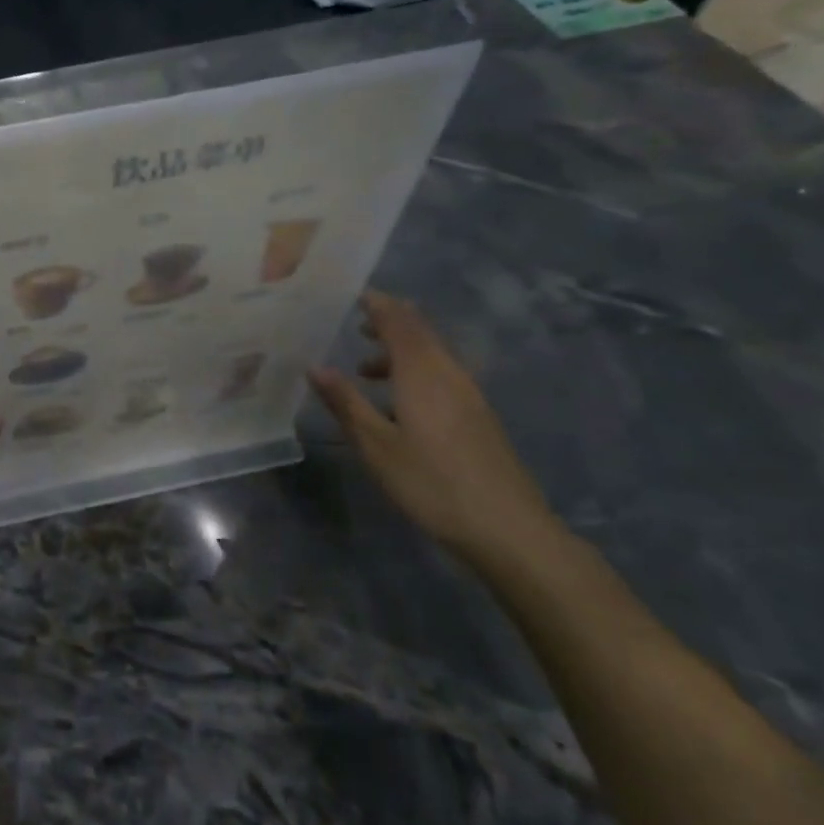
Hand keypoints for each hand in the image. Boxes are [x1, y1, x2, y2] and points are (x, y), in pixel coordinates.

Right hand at [309, 291, 558, 564]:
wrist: (508, 530)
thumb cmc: (431, 483)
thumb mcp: (376, 445)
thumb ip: (345, 402)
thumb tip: (315, 366)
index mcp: (422, 373)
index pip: (399, 321)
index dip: (377, 304)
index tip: (351, 294)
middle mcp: (449, 374)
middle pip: (421, 333)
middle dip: (388, 322)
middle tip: (354, 323)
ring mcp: (469, 395)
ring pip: (432, 355)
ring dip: (399, 351)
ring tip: (365, 369)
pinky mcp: (479, 417)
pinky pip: (442, 375)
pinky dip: (414, 372)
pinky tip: (398, 402)